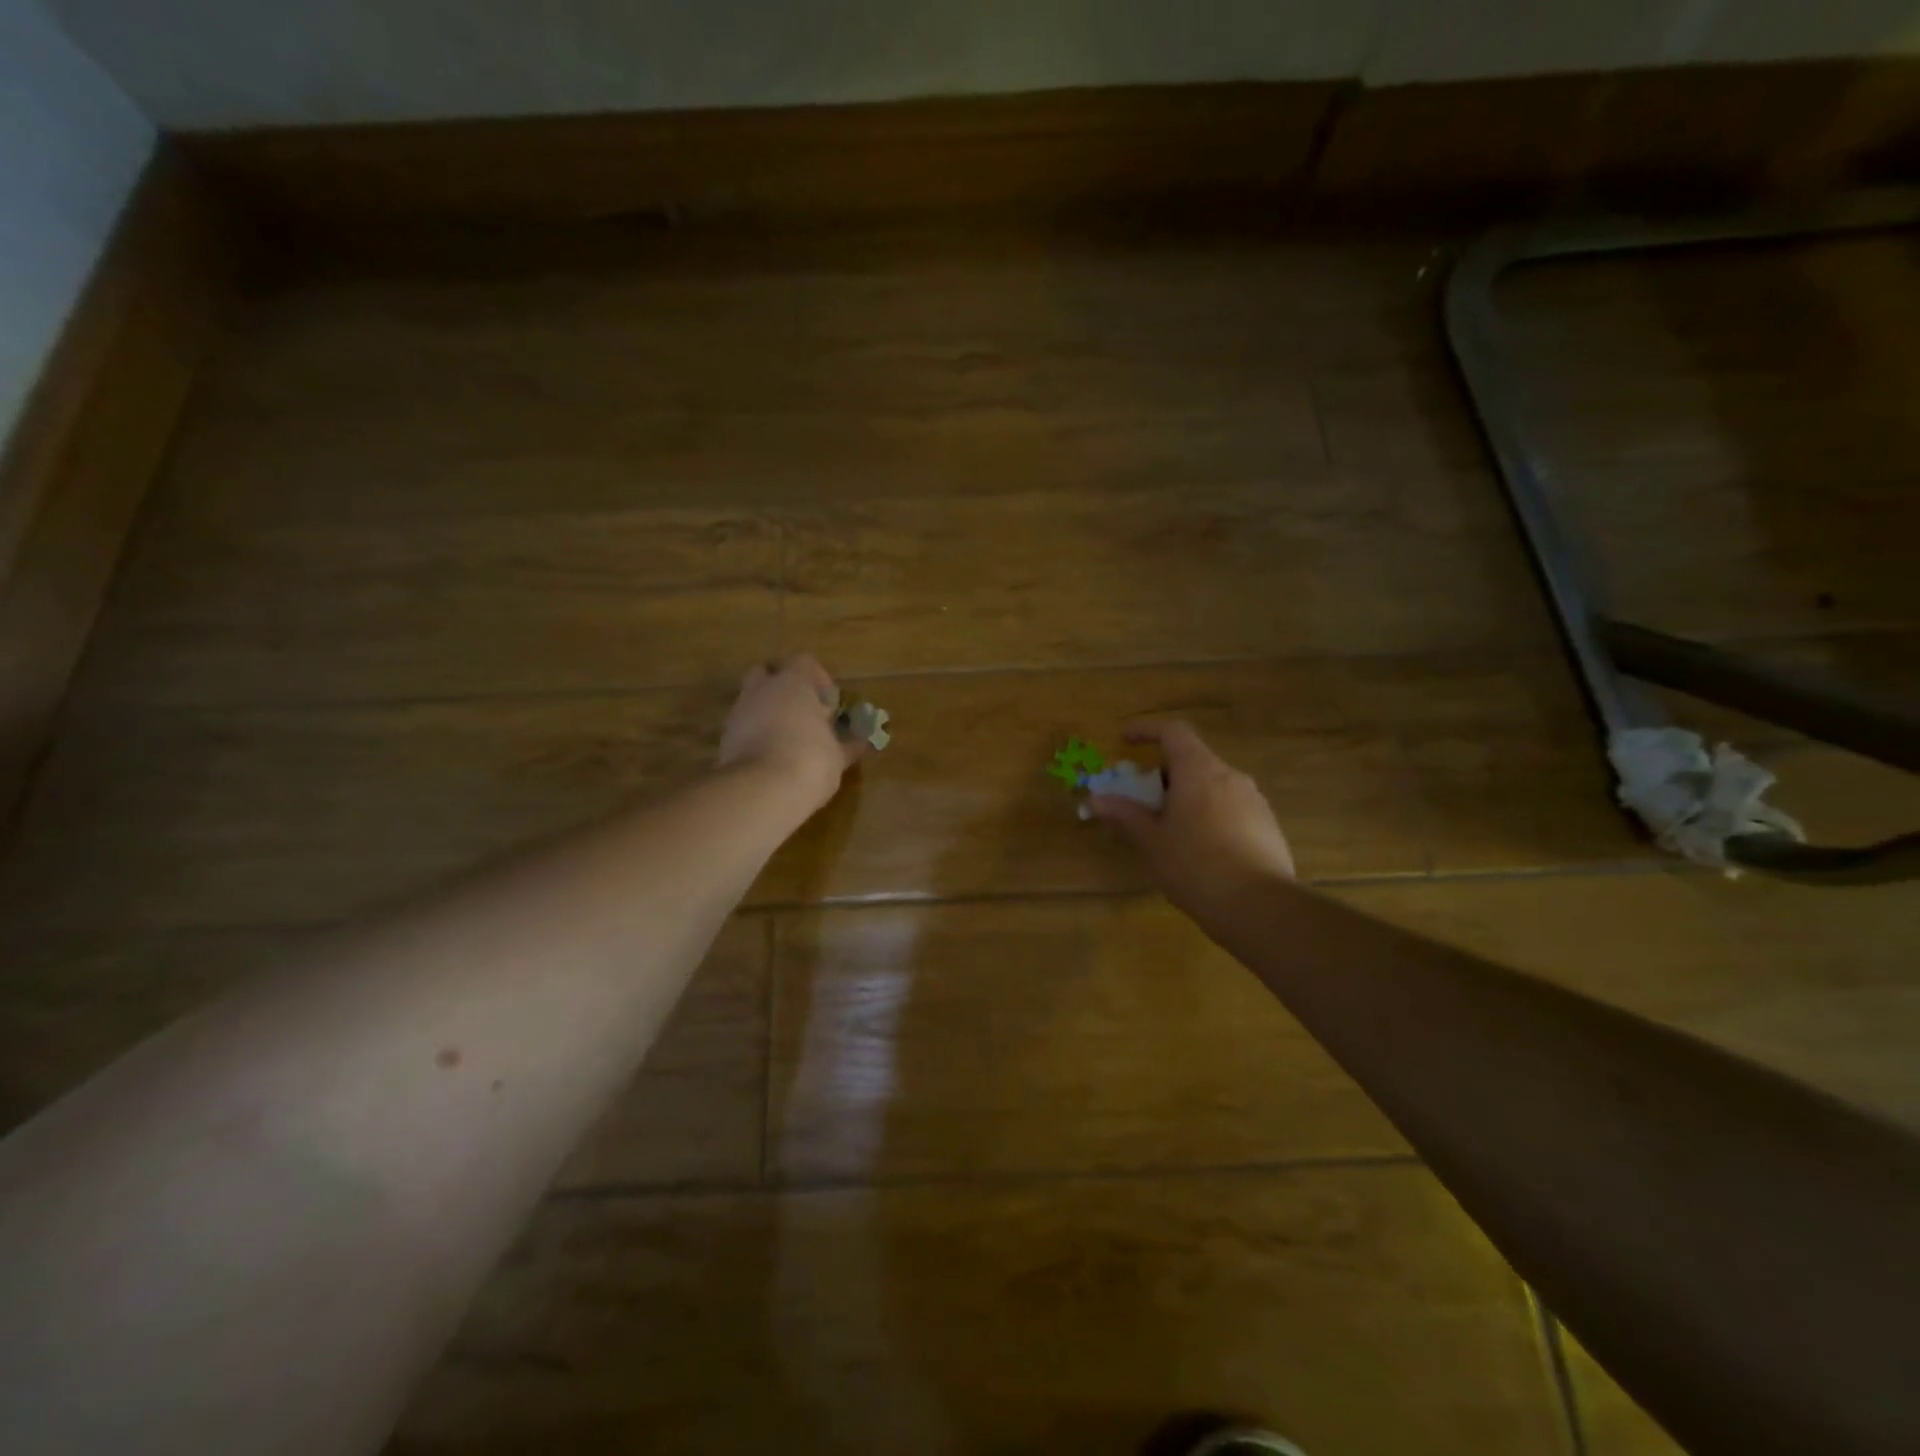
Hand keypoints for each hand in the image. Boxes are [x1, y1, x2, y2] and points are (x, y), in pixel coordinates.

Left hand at [717, 655, 863, 813]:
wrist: (760, 791)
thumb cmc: (810, 761)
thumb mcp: (838, 756)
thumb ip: (848, 744)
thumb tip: (862, 740)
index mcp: (793, 683)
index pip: (804, 662)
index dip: (818, 679)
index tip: (829, 705)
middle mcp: (761, 690)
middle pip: (767, 674)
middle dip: (782, 689)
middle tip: (802, 713)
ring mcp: (738, 713)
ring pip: (752, 700)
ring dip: (767, 713)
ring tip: (786, 740)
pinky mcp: (723, 739)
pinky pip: (742, 727)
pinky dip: (754, 736)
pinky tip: (770, 757)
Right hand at [1087, 720, 1294, 921]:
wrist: (1260, 907)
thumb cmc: (1194, 866)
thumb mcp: (1151, 841)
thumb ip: (1125, 814)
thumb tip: (1096, 799)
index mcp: (1198, 770)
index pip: (1173, 731)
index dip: (1146, 730)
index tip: (1125, 741)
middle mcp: (1230, 775)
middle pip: (1193, 760)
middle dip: (1164, 775)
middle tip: (1144, 801)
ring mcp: (1254, 799)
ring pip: (1213, 785)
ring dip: (1188, 796)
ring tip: (1172, 830)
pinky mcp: (1268, 824)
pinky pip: (1231, 807)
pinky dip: (1210, 815)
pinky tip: (1202, 850)